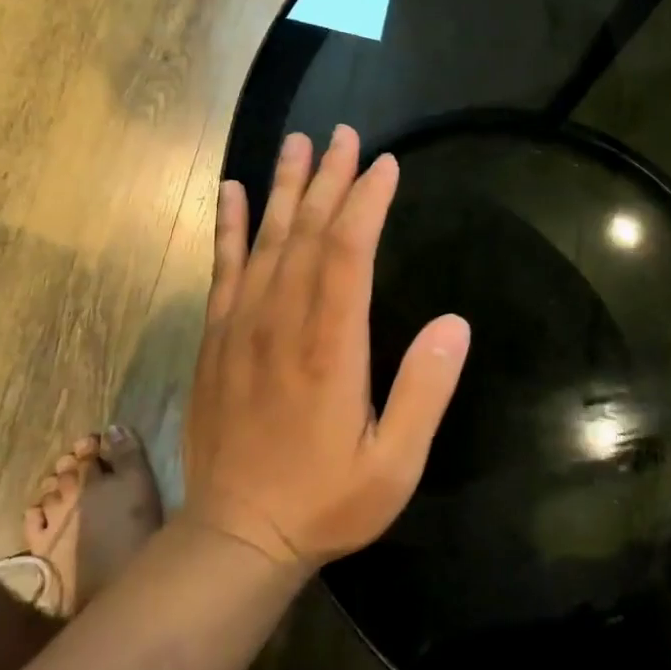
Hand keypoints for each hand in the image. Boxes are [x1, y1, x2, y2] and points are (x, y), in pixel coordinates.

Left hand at [180, 126, 471, 569]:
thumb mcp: (395, 464)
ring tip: (297, 143)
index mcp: (331, 347)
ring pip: (266, 239)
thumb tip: (456, 322)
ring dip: (284, 187)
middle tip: (343, 135)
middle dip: (329, 179)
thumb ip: (425, 391)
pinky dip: (229, 225)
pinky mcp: (215, 338)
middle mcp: (282, 322)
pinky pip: (223, 267)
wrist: (237, 534)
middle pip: (308, 232)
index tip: (384, 165)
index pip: (348, 252)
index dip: (367, 202)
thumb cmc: (325, 501)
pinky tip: (233, 191)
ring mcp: (241, 326)